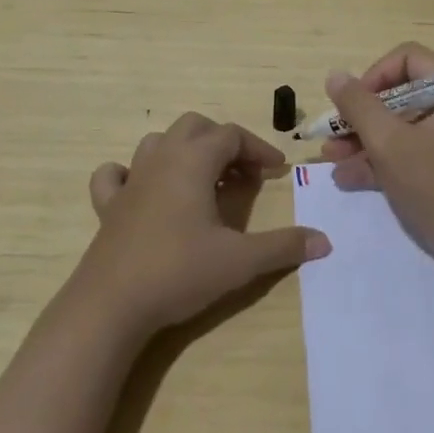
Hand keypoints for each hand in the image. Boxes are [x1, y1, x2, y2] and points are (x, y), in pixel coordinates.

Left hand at [78, 112, 329, 335]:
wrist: (110, 306)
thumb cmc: (178, 272)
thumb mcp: (240, 261)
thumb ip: (283, 247)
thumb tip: (325, 241)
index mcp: (193, 161)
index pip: (232, 135)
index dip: (259, 149)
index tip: (278, 171)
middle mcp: (161, 159)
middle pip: (195, 127)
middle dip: (223, 142)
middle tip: (243, 174)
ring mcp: (130, 181)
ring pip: (159, 143)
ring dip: (185, 151)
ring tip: (204, 181)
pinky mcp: (108, 206)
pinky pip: (115, 174)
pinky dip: (131, 173)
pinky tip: (144, 191)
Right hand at [320, 42, 433, 269]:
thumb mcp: (389, 143)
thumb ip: (358, 106)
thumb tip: (335, 76)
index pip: (408, 58)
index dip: (374, 76)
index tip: (352, 104)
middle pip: (399, 94)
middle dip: (361, 115)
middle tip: (332, 134)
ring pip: (399, 125)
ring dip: (363, 140)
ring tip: (329, 158)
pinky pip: (408, 150)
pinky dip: (380, 159)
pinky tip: (346, 177)